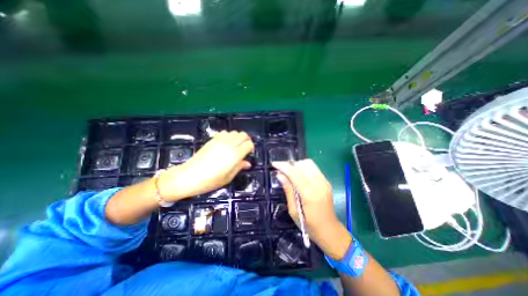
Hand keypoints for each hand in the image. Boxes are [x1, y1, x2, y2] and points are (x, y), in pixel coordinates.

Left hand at [157, 130, 254, 200]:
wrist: (189, 176)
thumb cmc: (210, 181)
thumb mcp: (228, 177)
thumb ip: (239, 167)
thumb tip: (248, 163)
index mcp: (235, 155)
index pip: (249, 144)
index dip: (251, 148)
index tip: (248, 154)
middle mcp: (229, 145)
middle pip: (243, 135)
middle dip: (247, 140)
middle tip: (244, 149)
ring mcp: (220, 141)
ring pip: (235, 132)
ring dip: (238, 137)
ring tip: (235, 146)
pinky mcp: (212, 140)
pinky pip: (225, 132)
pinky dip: (228, 136)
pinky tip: (225, 144)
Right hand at [272, 160, 348, 259]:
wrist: (330, 231)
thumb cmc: (309, 225)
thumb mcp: (294, 210)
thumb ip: (288, 190)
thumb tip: (279, 175)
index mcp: (309, 194)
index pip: (295, 173)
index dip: (283, 166)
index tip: (274, 164)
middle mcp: (319, 184)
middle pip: (302, 165)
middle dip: (289, 164)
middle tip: (281, 169)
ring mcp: (324, 182)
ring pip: (309, 163)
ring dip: (297, 164)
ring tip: (289, 171)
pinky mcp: (327, 182)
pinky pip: (314, 168)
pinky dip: (304, 167)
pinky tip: (299, 174)